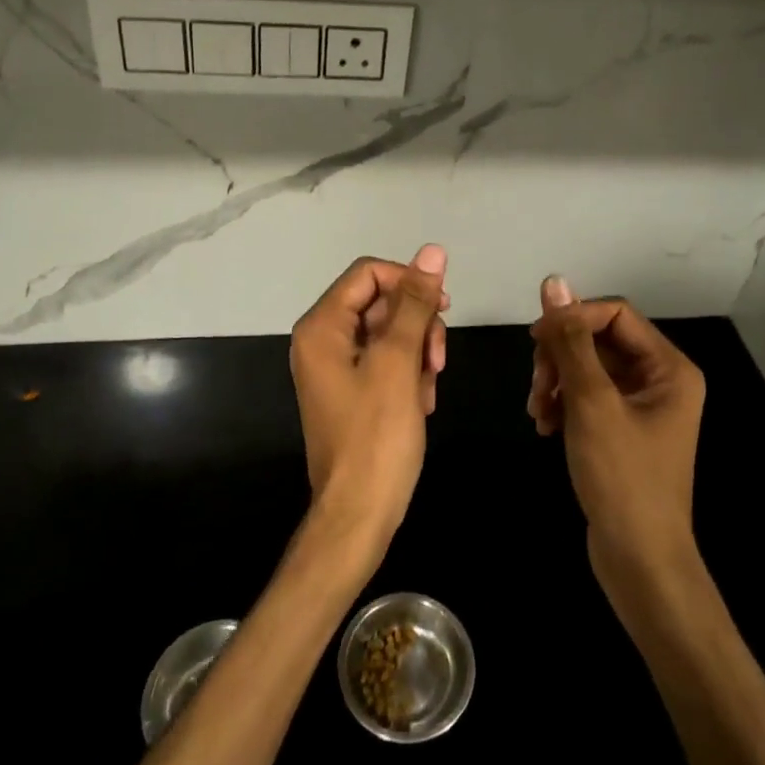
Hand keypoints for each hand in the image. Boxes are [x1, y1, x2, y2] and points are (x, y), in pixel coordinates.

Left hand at [289, 245, 448, 557]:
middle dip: (416, 325)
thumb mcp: (399, 362)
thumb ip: (415, 303)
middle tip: (437, 360)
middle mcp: (322, 340)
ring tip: (429, 388)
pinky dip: (408, 374)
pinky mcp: (351, 390)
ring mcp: (335, 367)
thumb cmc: (377, 436)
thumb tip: (432, 252)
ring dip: (417, 352)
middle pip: (380, 302)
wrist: (359, 512)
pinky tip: (421, 402)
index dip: (409, 282)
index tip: (443, 308)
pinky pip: (384, 361)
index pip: (368, 274)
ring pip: (388, 333)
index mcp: (322, 327)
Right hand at [529, 276, 705, 591]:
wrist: (639, 559)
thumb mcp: (591, 402)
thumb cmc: (622, 477)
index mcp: (669, 367)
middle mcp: (660, 380)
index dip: (572, 318)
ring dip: (556, 381)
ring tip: (537, 411)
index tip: (534, 340)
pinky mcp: (623, 430)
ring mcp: (642, 407)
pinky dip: (563, 404)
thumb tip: (554, 282)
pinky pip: (588, 397)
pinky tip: (545, 426)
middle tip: (536, 385)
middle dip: (561, 356)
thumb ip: (571, 340)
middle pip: (599, 340)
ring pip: (588, 369)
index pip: (615, 313)